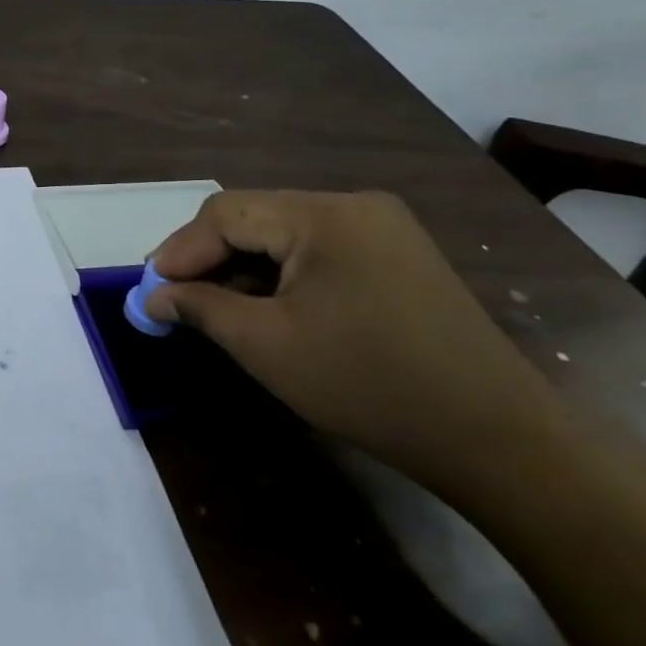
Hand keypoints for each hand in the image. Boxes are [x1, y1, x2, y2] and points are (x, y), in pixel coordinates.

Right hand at [147, 190, 556, 484]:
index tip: (149, 290)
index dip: (180, 250)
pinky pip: (319, 254)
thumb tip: (154, 295)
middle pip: (256, 218)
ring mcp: (382, 230)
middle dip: (210, 259)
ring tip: (215, 310)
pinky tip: (268, 310)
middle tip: (175, 300)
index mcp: (324, 214)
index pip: (227, 213)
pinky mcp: (398, 258)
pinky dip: (283, 278)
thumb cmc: (369, 385)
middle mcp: (354, 206)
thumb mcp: (268, 346)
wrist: (497, 439)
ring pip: (286, 237)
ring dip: (244, 270)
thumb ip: (202, 308)